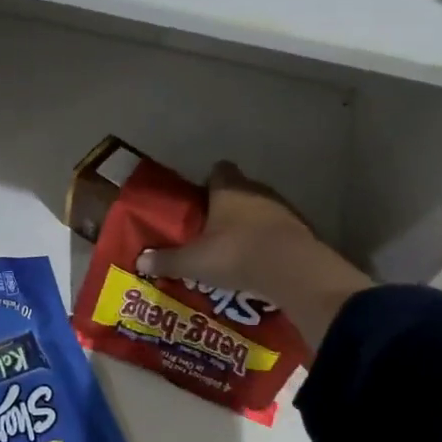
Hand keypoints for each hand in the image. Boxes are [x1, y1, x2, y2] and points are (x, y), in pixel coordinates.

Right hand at [136, 162, 317, 299]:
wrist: (294, 271)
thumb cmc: (236, 254)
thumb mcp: (193, 261)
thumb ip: (167, 260)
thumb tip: (139, 261)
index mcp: (228, 188)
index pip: (218, 169)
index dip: (208, 182)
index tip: (198, 201)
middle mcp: (256, 190)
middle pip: (239, 190)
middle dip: (227, 206)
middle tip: (212, 230)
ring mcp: (283, 208)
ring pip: (261, 209)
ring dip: (250, 224)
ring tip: (236, 249)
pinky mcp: (302, 229)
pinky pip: (279, 230)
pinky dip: (270, 241)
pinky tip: (260, 262)